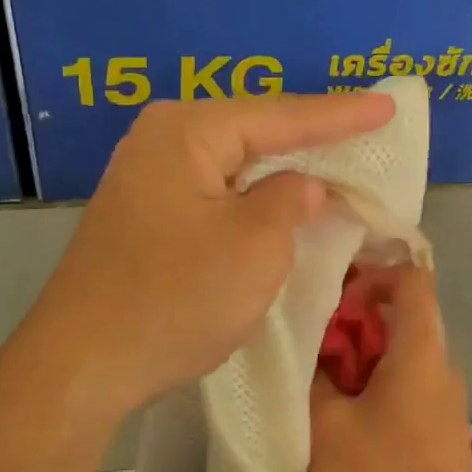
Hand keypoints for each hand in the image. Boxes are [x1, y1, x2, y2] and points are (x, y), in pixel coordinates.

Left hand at [32, 92, 393, 414]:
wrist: (83, 365)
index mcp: (187, 131)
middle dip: (312, 137)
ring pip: (236, 167)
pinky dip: (253, 200)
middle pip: (255, 133)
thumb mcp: (255, 247)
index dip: (341, 114)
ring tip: (336, 160)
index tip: (388, 107)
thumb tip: (302, 185)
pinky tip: (281, 201)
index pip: (281, 116)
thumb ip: (289, 202)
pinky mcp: (145, 217)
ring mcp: (146, 180)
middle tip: (367, 128)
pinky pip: (216, 194)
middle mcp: (161, 142)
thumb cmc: (175, 299)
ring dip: (283, 171)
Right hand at [309, 266, 471, 471]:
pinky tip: (346, 424)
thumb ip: (312, 379)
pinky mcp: (441, 425)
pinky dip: (375, 388)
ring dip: (361, 361)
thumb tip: (308, 353)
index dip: (375, 275)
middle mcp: (439, 364)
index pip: (412, 278)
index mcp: (418, 350)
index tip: (338, 299)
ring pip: (401, 355)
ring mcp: (445, 396)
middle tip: (314, 349)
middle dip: (354, 325)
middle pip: (401, 317)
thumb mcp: (326, 426)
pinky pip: (407, 385)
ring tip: (322, 389)